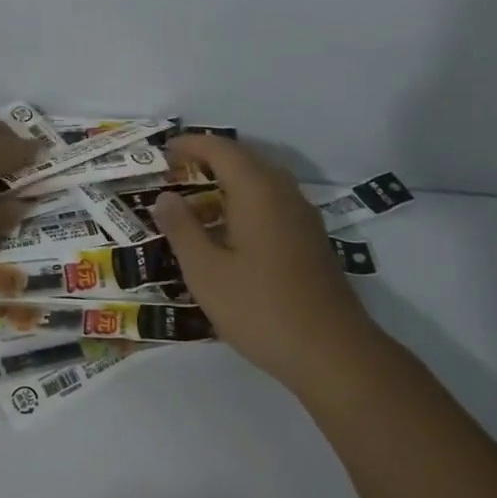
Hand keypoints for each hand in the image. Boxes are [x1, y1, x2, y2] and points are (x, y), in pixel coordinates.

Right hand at [152, 135, 374, 388]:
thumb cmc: (260, 308)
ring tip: (198, 198)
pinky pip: (274, 203)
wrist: (332, 352)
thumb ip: (182, 229)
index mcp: (258, 192)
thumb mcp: (206, 271)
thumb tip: (165, 197)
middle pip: (246, 159)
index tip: (164, 151)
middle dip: (210, 159)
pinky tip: (231, 230)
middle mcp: (285, 194)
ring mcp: (304, 217)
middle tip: (176, 172)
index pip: (222, 150)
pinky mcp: (312, 240)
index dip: (191, 145)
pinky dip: (247, 201)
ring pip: (263, 181)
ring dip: (229, 180)